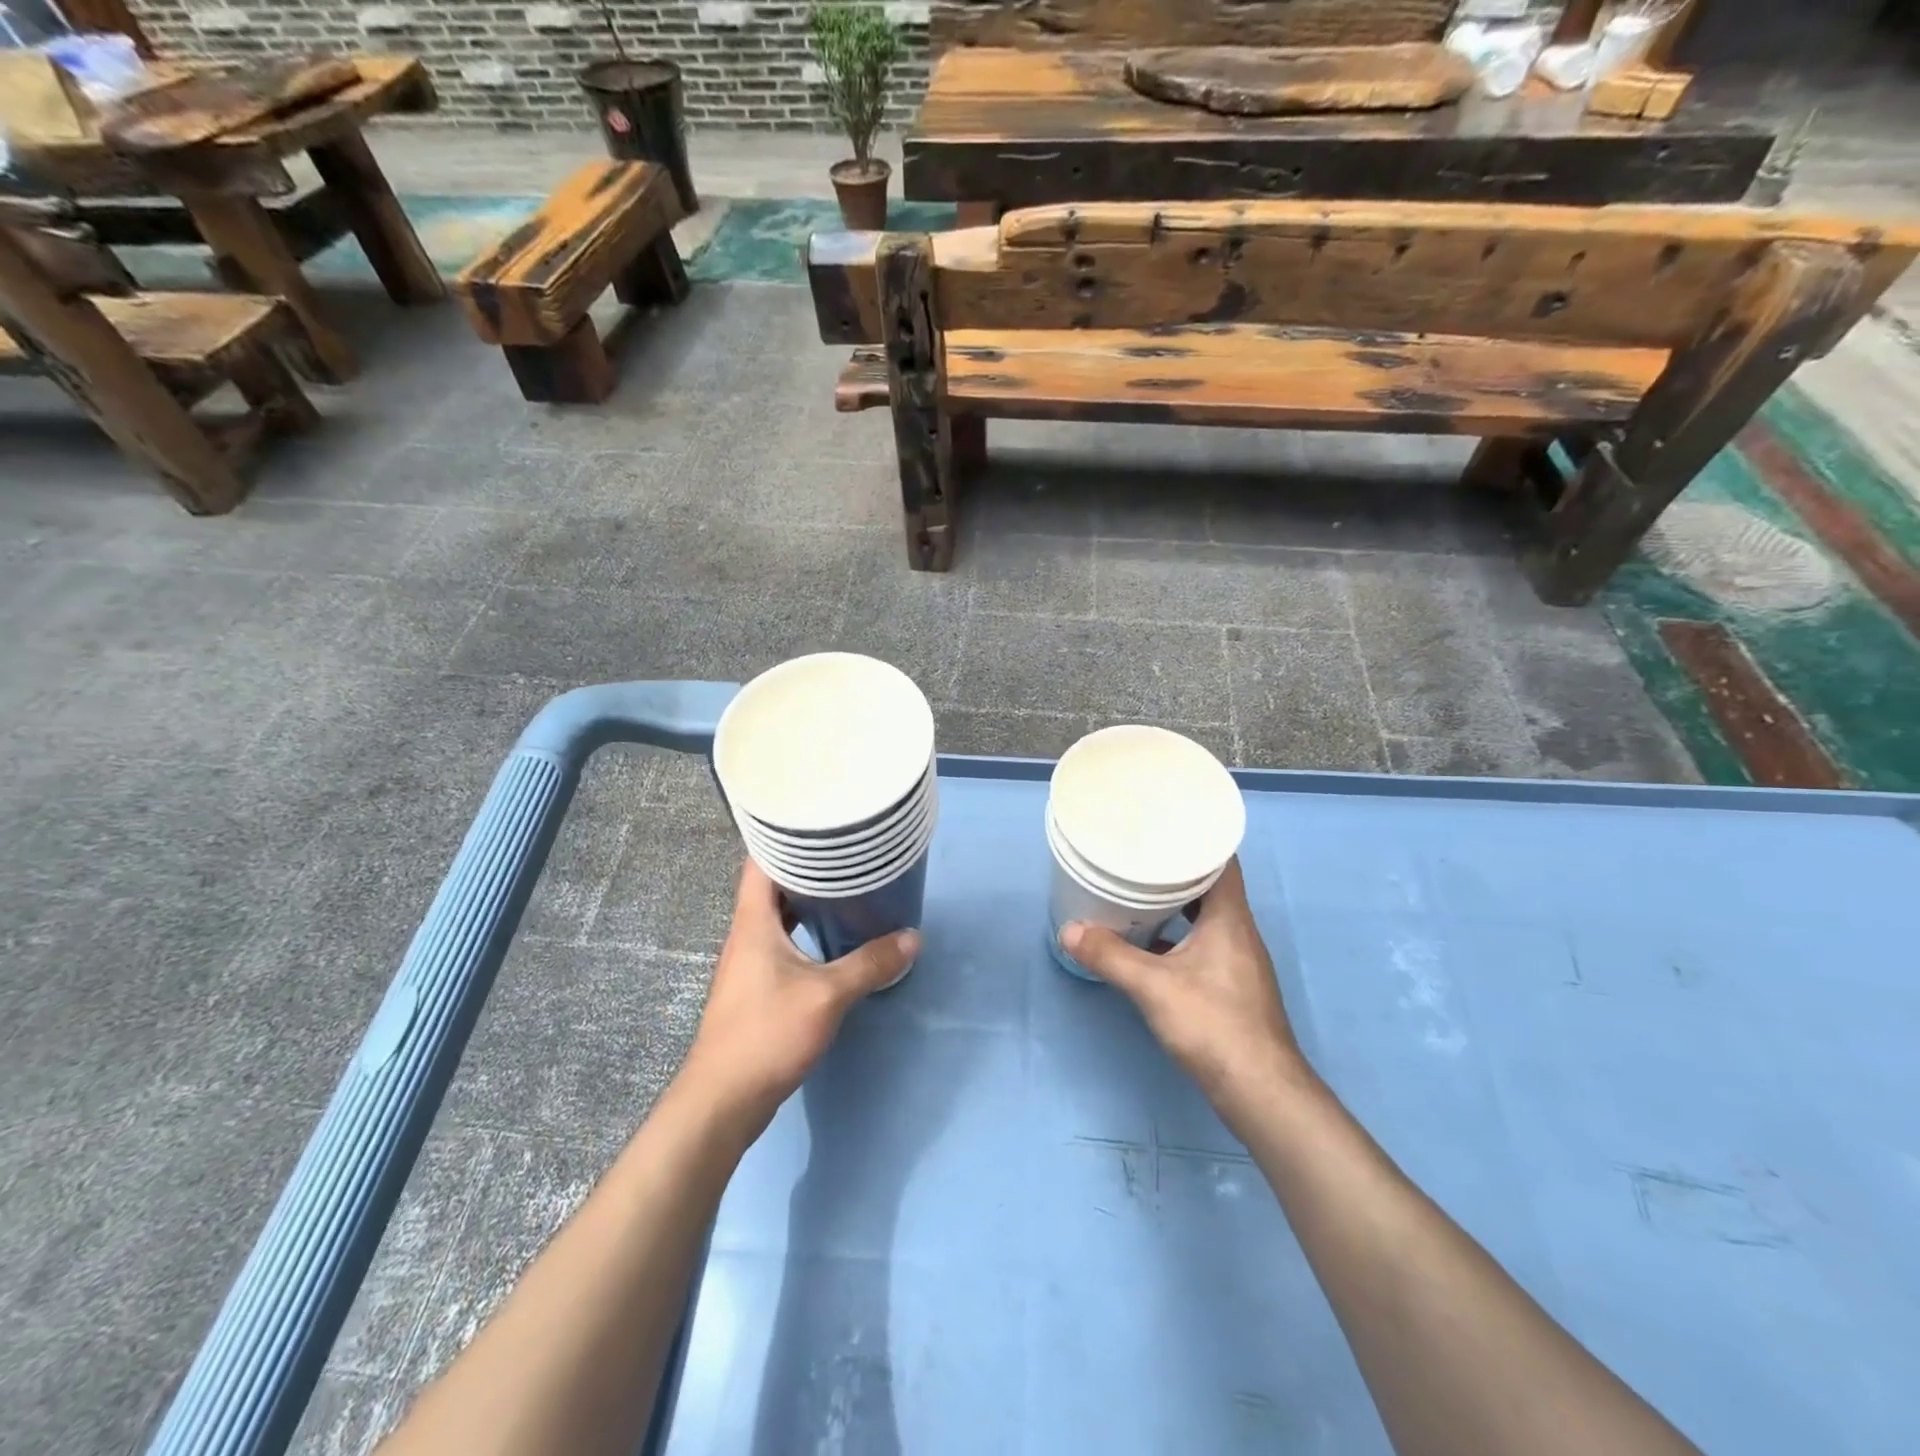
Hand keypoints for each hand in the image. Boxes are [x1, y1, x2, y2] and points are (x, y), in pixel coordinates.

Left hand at [679, 861, 918, 1130]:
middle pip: (771, 886)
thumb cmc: (768, 1033)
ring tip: (845, 890)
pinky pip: (781, 943)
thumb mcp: (828, 995)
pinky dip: (804, 933)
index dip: (783, 838)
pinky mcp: (755, 988)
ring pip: (776, 917)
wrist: (723, 1100)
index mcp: (753, 922)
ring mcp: (748, 963)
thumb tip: (912, 938)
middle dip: (805, 868)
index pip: (759, 861)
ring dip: (805, 903)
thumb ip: (870, 964)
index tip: (817, 824)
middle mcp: (746, 935)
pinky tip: (831, 941)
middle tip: (845, 855)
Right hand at [1061, 859, 1312, 1133]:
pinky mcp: (1231, 987)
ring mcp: (1237, 962)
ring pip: (1205, 917)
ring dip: (1176, 905)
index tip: (1163, 827)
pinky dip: (1178, 936)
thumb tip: (1069, 930)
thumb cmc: (1213, 1025)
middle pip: (1211, 887)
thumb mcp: (1153, 986)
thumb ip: (1109, 956)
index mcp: (1230, 919)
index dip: (1197, 840)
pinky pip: (1203, 943)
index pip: (1223, 861)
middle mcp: (1239, 933)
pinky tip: (1149, 945)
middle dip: (1177, 870)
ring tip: (1138, 894)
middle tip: (1139, 857)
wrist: (1260, 1092)